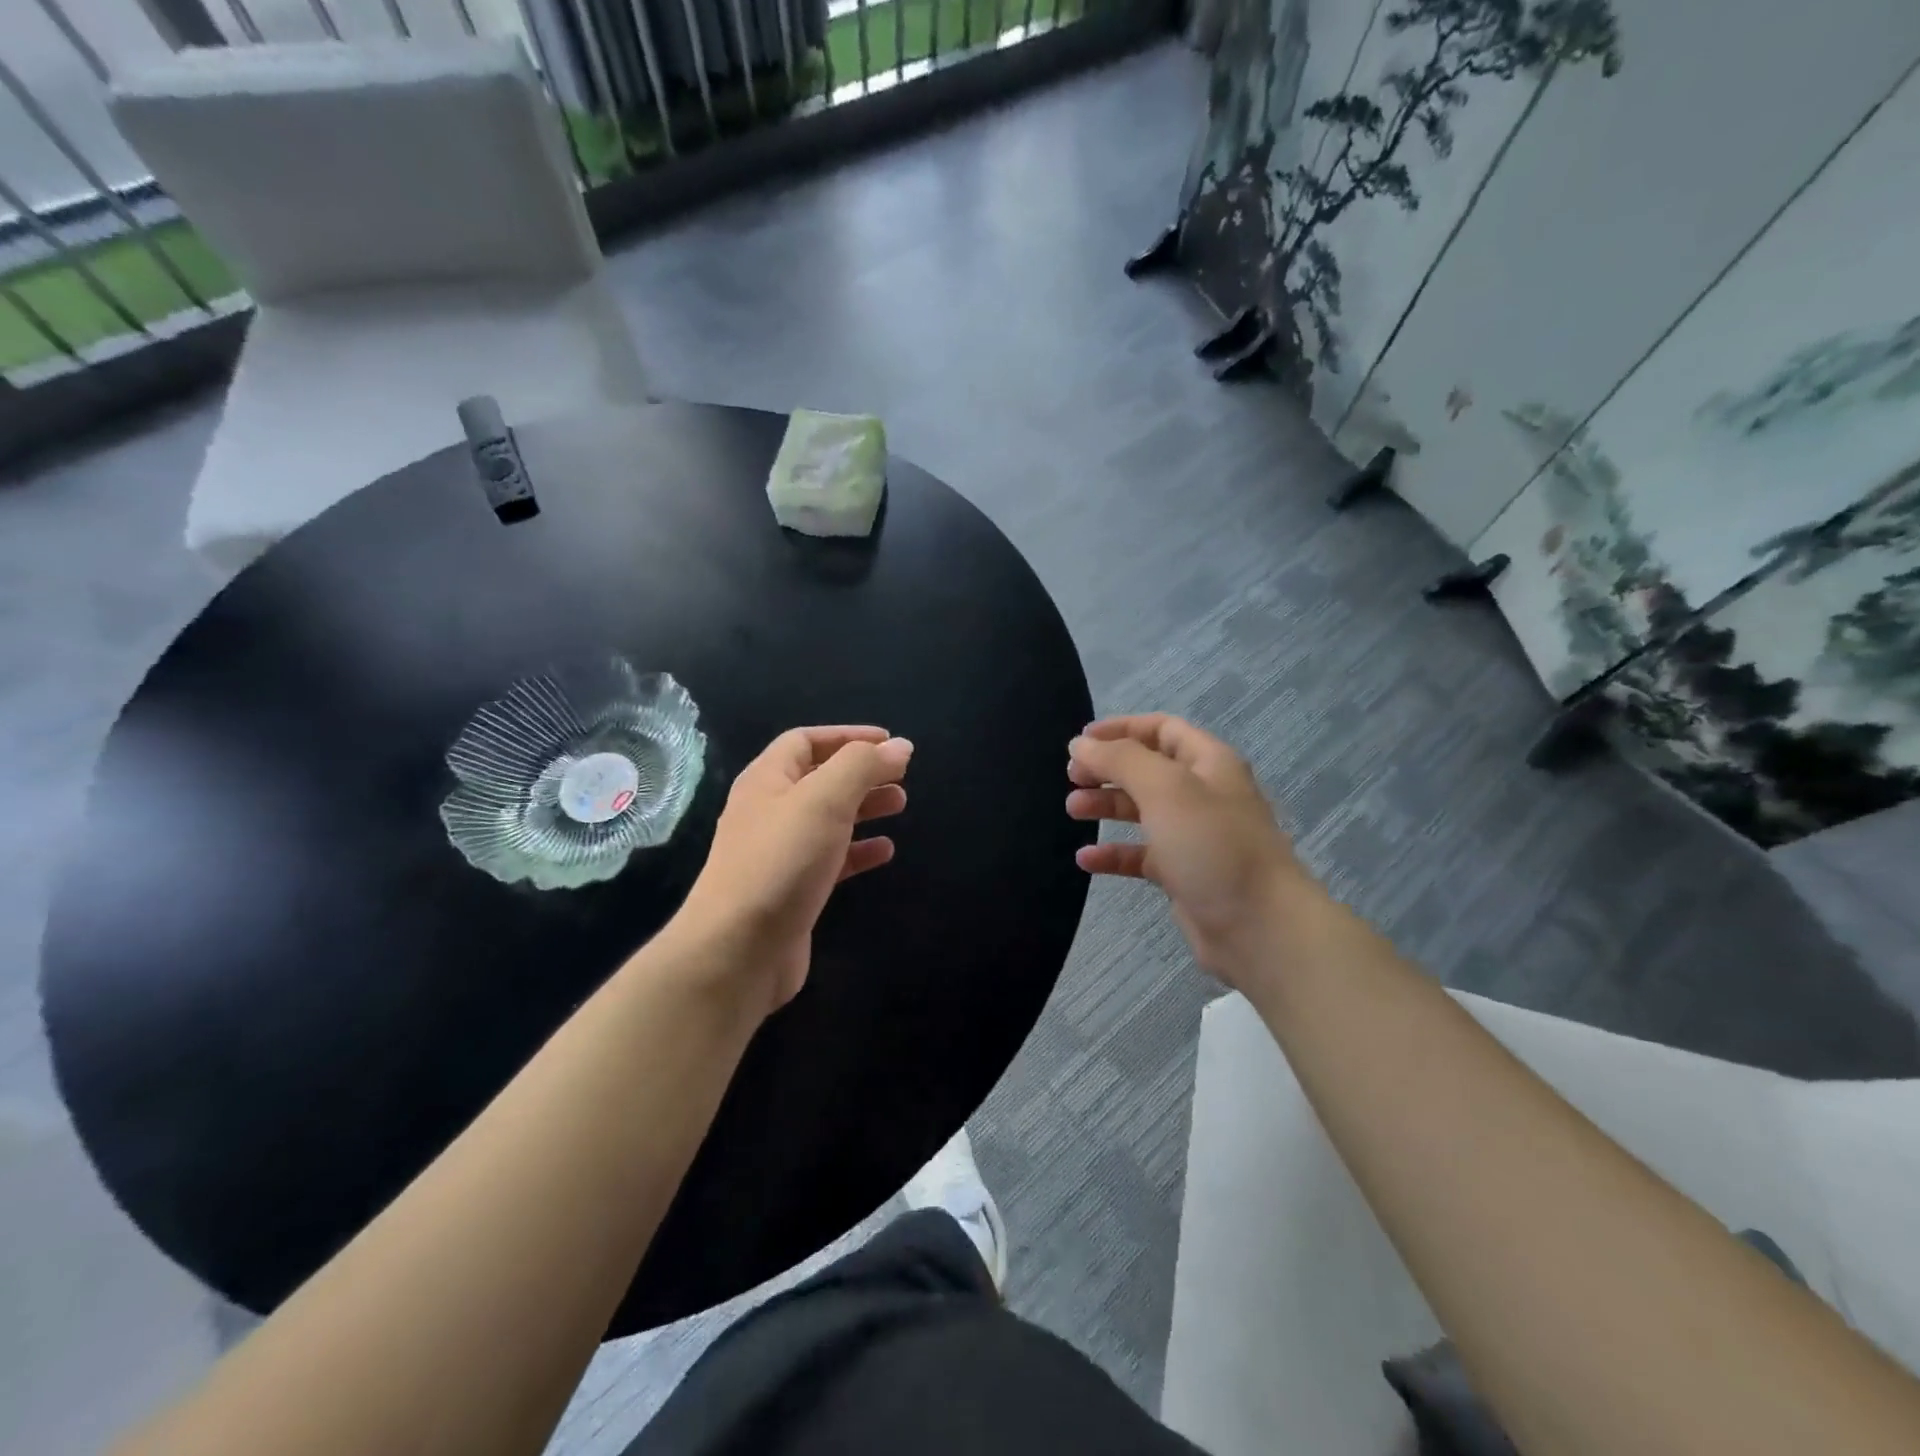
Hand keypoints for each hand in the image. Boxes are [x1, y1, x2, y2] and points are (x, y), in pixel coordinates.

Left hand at [676, 726, 912, 1017]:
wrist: (739, 950)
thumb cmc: (781, 861)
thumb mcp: (824, 800)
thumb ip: (863, 766)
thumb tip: (899, 746)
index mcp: (767, 780)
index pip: (806, 741)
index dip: (848, 736)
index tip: (889, 743)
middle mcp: (769, 811)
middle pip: (820, 778)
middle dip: (861, 773)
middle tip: (901, 777)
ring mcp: (779, 852)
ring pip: (828, 818)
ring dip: (864, 807)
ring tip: (900, 805)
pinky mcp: (793, 889)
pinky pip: (831, 859)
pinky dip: (858, 850)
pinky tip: (885, 852)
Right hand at [1066, 714, 1319, 985]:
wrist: (1259, 927)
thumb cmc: (1212, 845)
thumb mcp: (1165, 788)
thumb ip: (1120, 759)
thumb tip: (1081, 742)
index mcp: (1208, 763)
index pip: (1161, 729)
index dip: (1121, 729)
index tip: (1080, 741)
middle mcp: (1202, 794)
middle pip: (1147, 769)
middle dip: (1107, 769)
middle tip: (1071, 777)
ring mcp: (1194, 836)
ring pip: (1142, 810)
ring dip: (1106, 806)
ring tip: (1073, 810)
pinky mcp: (1184, 874)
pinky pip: (1141, 855)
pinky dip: (1114, 853)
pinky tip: (1086, 859)